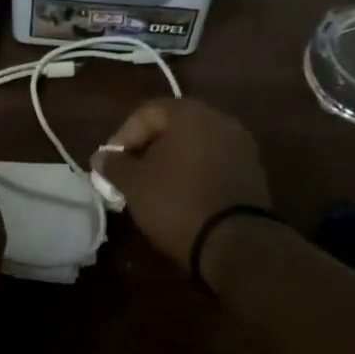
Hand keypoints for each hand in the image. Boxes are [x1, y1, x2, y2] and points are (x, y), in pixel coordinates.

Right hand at [90, 98, 270, 270]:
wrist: (234, 241)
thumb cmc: (176, 203)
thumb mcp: (134, 184)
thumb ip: (114, 165)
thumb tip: (101, 156)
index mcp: (191, 114)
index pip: (148, 111)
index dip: (124, 135)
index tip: (111, 162)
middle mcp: (221, 120)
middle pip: (175, 126)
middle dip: (149, 147)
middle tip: (131, 172)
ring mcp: (242, 146)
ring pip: (197, 146)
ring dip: (173, 161)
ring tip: (155, 187)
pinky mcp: (253, 172)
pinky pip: (215, 163)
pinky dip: (196, 173)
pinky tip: (183, 196)